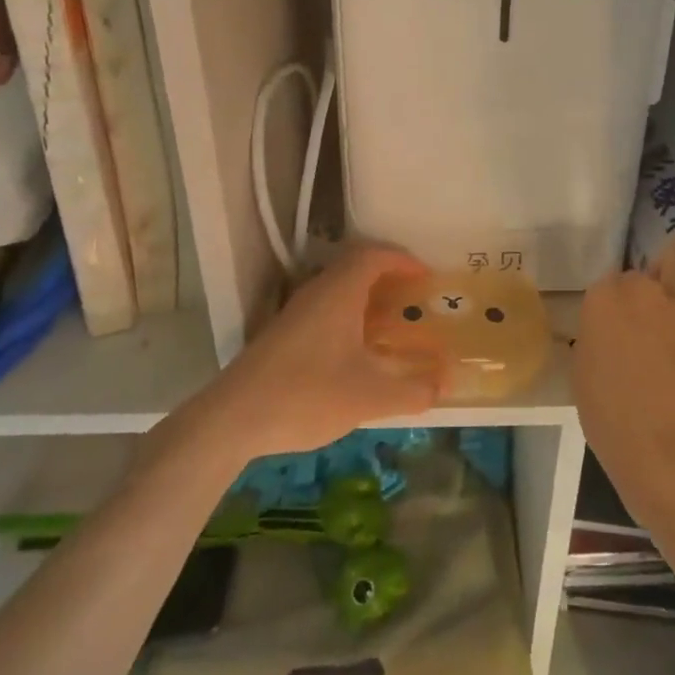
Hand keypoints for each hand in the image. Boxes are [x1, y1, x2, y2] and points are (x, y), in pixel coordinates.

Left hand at [192, 245, 449, 461]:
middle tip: (413, 297)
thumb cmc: (306, 395)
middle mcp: (316, 292)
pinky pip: (324, 309)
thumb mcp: (369, 397)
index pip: (374, 255)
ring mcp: (295, 313)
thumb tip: (442, 386)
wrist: (232, 419)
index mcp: (339, 292)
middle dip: (387, 276)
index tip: (426, 276)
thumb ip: (411, 392)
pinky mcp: (282, 334)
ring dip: (366, 297)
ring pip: (337, 289)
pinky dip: (348, 316)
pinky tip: (355, 351)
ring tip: (391, 323)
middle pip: (355, 267)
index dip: (402, 260)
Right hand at [573, 236, 674, 517]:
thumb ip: (595, 340)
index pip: (610, 283)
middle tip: (652, 313)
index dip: (617, 304)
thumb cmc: (612, 419)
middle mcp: (641, 288)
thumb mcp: (583, 373)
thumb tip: (608, 336)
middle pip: (645, 267)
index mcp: (602, 299)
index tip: (621, 326)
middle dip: (648, 283)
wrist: (665, 447)